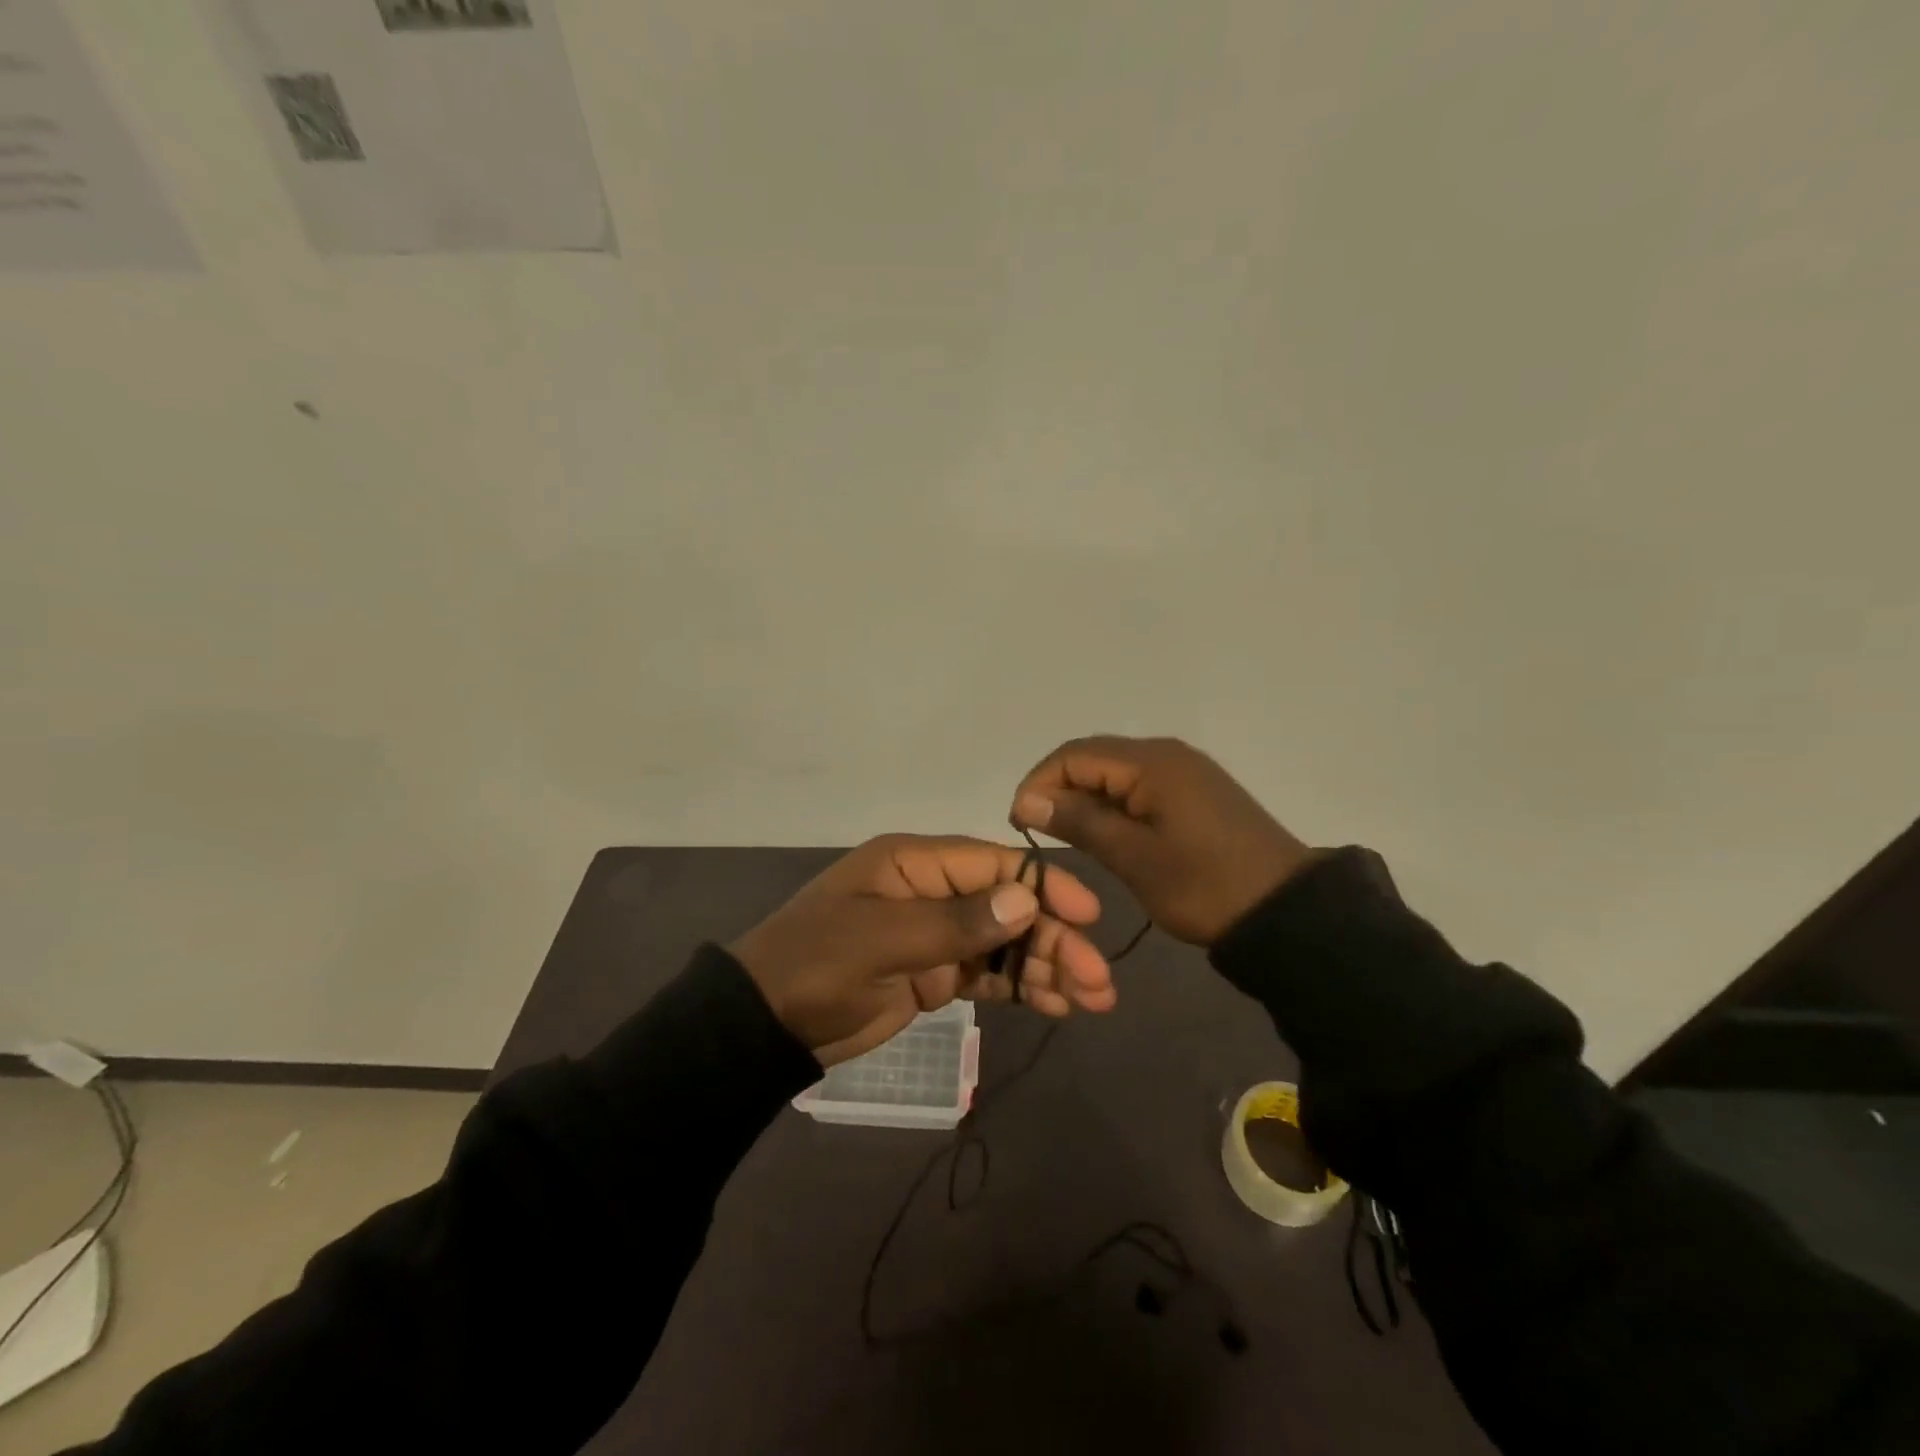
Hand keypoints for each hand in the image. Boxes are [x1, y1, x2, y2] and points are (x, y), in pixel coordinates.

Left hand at [728, 835, 1116, 1065]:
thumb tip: (1025, 900)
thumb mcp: (882, 940)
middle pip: (1008, 905)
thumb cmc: (817, 965)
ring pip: (1005, 941)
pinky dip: (1021, 985)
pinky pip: (988, 972)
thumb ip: (956, 922)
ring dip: (1047, 964)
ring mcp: (935, 933)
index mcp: (915, 863)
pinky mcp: (934, 973)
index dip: (1043, 887)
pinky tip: (1056, 1004)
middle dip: (1054, 937)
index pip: (993, 864)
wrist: (764, 1025)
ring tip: (1092, 999)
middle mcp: (932, 890)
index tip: (1087, 916)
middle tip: (1099, 979)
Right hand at [1009, 736, 1316, 946]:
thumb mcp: (1134, 857)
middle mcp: (1165, 753)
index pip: (1074, 755)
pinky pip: (1139, 784)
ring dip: (1084, 796)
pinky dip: (1112, 802)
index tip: (1018, 823)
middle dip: (1057, 787)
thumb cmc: (1204, 885)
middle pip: (1093, 757)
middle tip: (1037, 829)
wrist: (1286, 911)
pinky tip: (1104, 831)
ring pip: (1115, 771)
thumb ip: (1079, 821)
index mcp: (1151, 762)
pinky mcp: (1195, 791)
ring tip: (1064, 833)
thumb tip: (1028, 799)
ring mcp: (1184, 770)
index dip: (1038, 783)